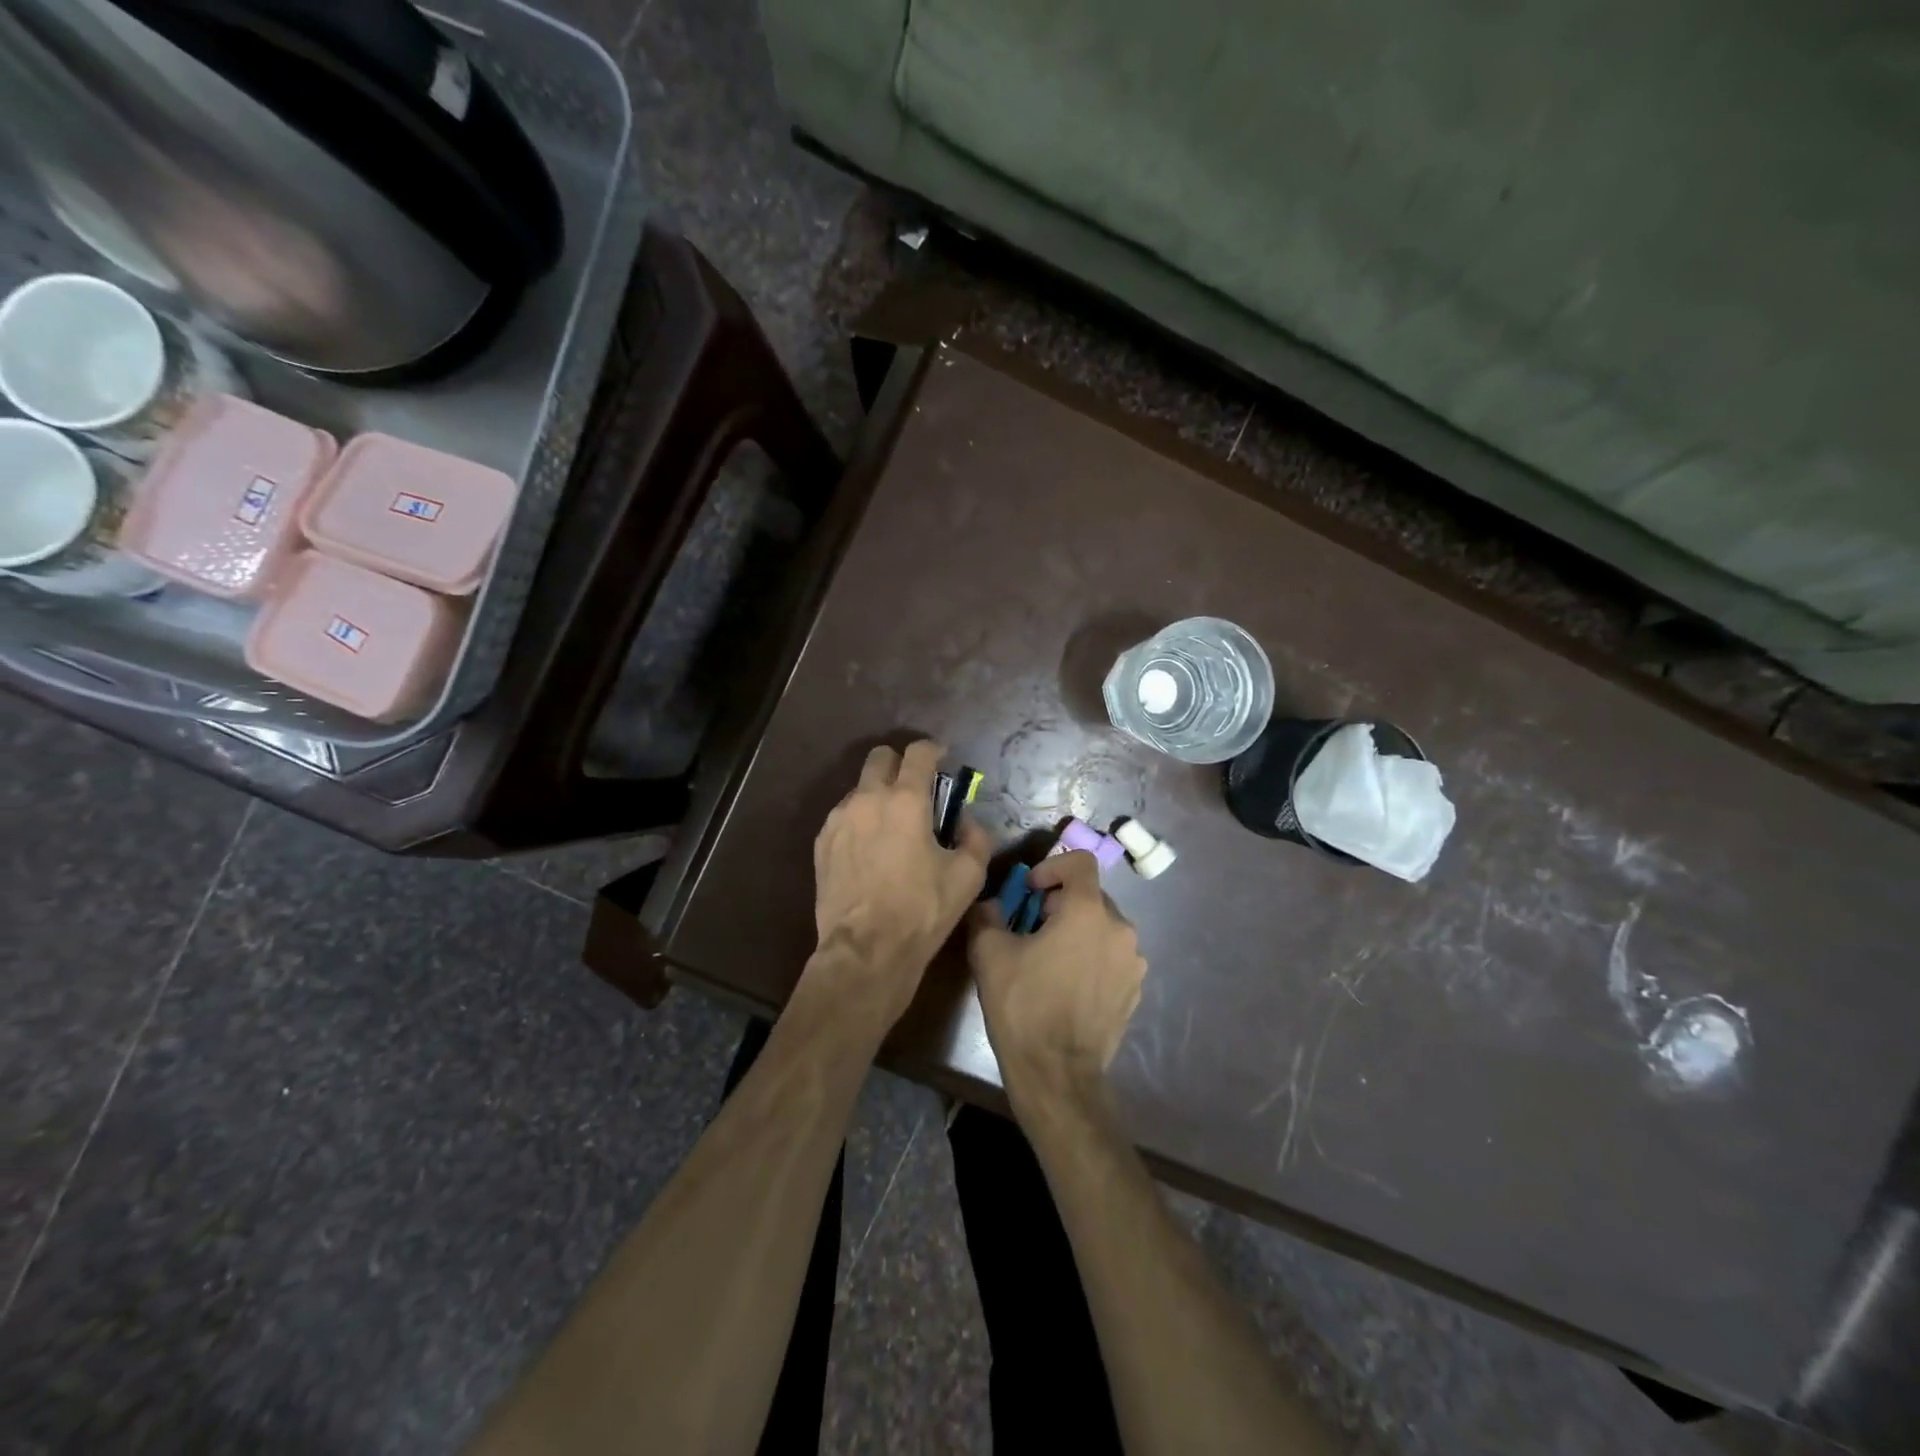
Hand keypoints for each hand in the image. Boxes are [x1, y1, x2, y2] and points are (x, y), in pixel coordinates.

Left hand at [808, 741, 991, 1020]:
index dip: (934, 749)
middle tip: (915, 787)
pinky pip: (844, 816)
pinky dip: (860, 820)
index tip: (942, 757)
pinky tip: (870, 849)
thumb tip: (966, 820)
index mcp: (906, 800)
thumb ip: (976, 836)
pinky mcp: (822, 842)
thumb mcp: (969, 875)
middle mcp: (867, 798)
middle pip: (879, 757)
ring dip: (878, 795)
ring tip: (891, 826)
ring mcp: (839, 819)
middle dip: (899, 763)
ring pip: (859, 788)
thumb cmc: (923, 910)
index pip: (919, 753)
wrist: (866, 950)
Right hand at [968, 851, 1147, 1102]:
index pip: (1080, 862)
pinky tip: (1068, 984)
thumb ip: (987, 915)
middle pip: (1090, 896)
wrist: (1057, 1074)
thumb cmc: (1023, 1005)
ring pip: (1102, 927)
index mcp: (1088, 911)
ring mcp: (1133, 961)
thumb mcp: (989, 953)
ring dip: (1077, 931)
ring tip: (1050, 958)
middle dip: (1060, 903)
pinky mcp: (1135, 989)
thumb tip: (989, 904)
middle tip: (1031, 927)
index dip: (1052, 867)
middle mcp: (1120, 928)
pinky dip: (1092, 957)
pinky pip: (1112, 956)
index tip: (1029, 891)